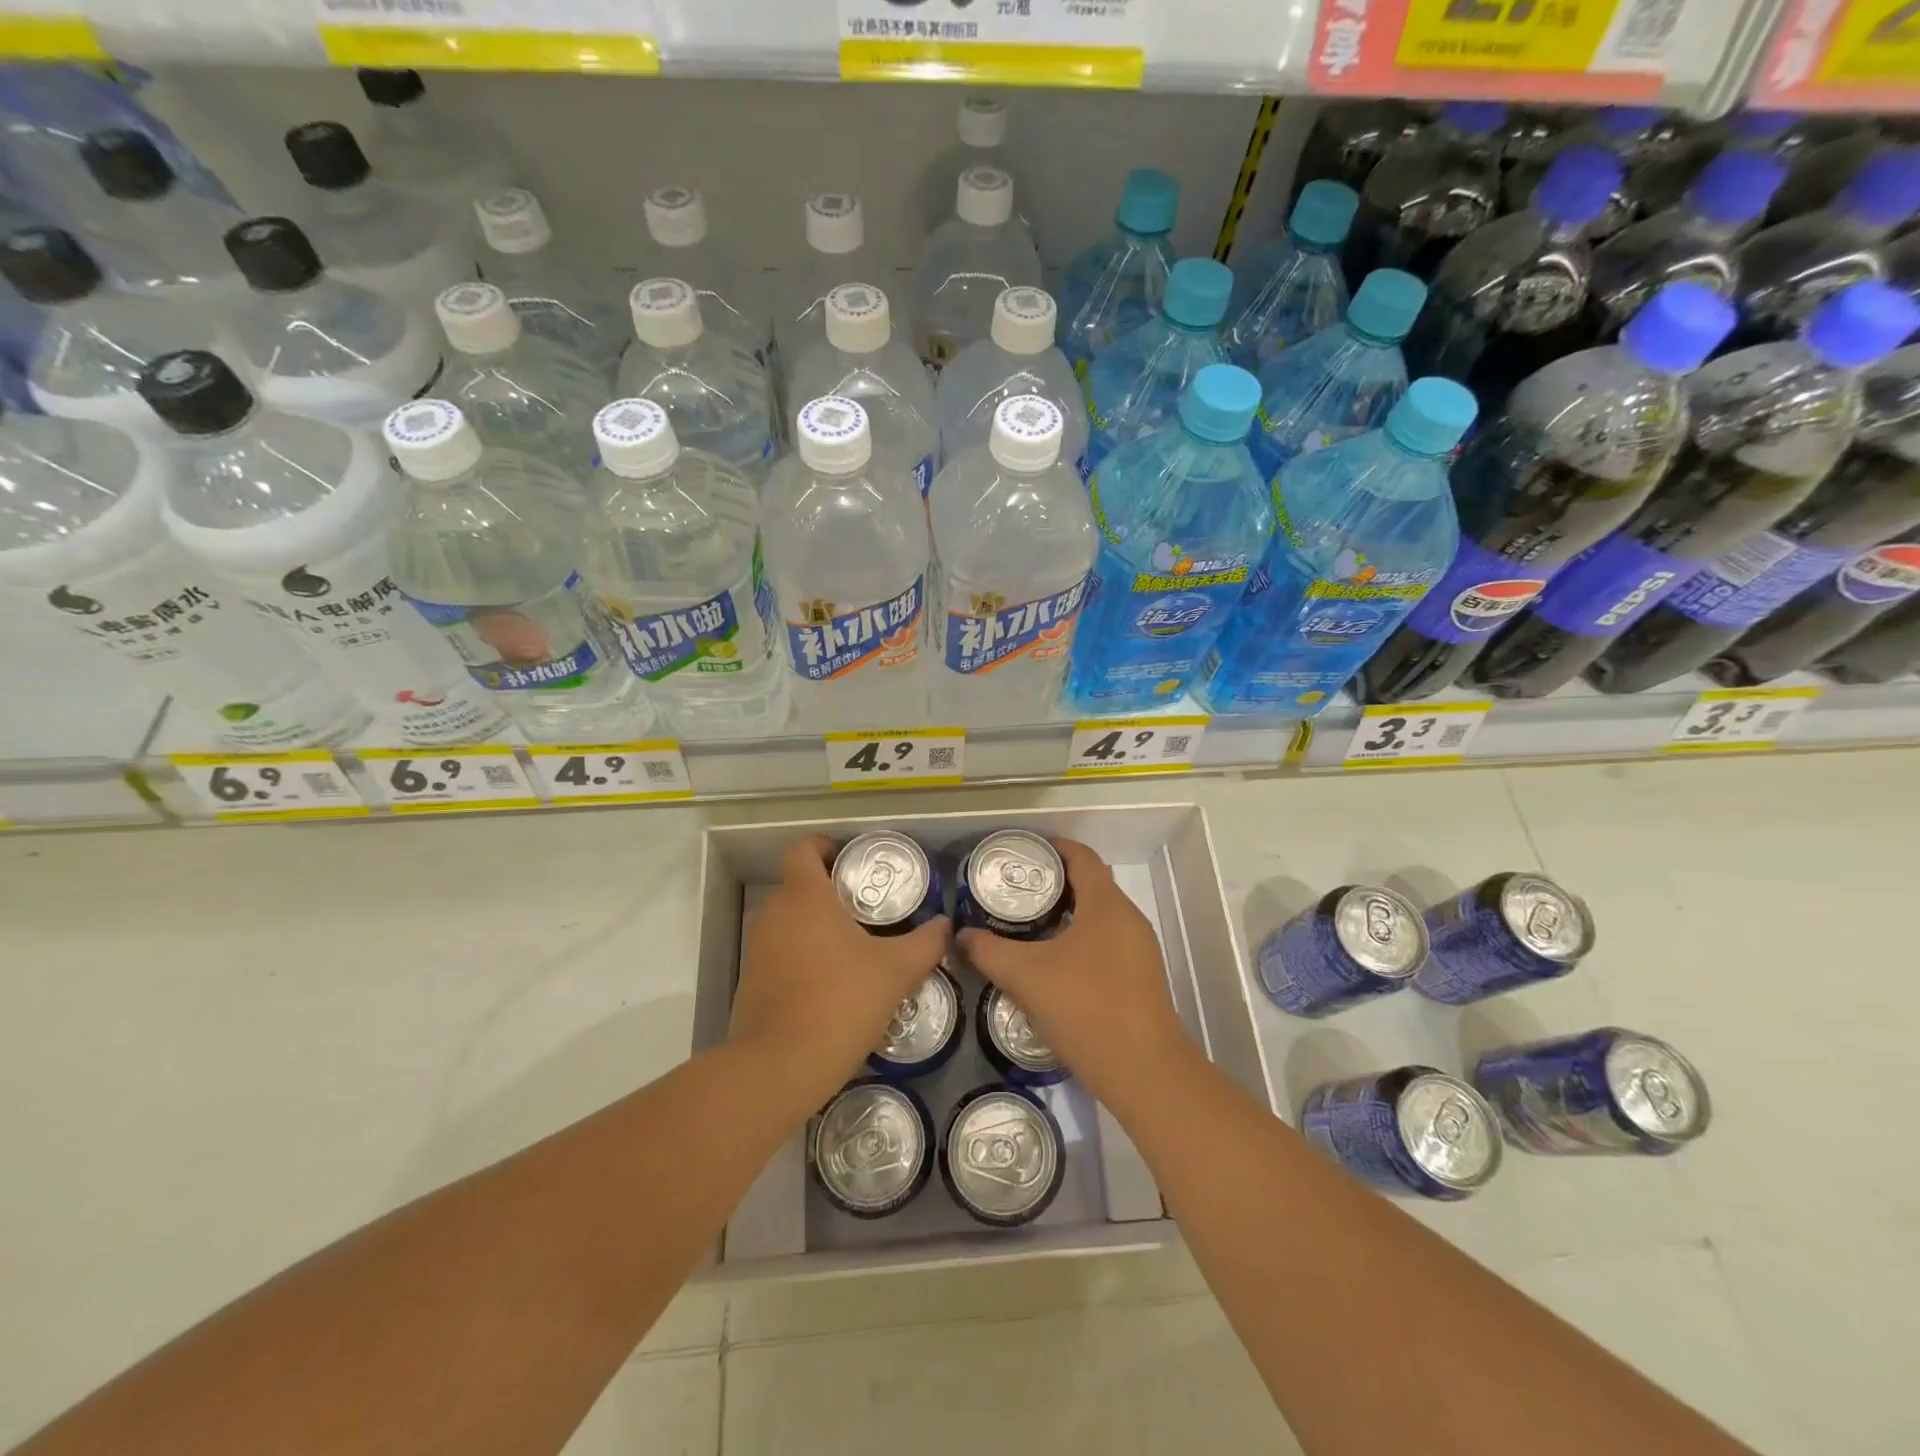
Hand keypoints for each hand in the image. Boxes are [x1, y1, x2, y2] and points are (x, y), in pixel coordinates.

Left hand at [729, 834, 949, 1109]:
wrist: (780, 1067)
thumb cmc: (841, 1001)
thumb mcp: (896, 971)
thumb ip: (925, 943)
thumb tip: (945, 925)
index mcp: (805, 897)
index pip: (803, 850)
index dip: (824, 846)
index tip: (849, 858)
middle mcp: (774, 914)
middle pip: (799, 886)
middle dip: (830, 892)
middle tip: (868, 908)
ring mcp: (758, 950)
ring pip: (790, 923)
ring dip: (817, 928)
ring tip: (855, 948)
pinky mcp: (752, 983)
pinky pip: (781, 955)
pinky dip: (803, 958)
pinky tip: (832, 985)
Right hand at [958, 837, 1193, 1110]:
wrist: (1143, 1072)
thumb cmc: (1085, 1008)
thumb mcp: (1026, 976)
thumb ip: (989, 951)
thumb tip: (961, 936)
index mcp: (1107, 905)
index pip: (1082, 857)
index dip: (1053, 847)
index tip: (1021, 851)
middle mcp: (1128, 919)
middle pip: (1091, 884)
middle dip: (1054, 882)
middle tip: (1015, 889)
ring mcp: (1139, 950)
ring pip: (1099, 916)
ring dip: (1066, 912)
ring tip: (1027, 923)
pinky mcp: (1140, 978)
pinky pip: (1106, 941)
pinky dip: (1079, 938)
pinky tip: (1052, 961)